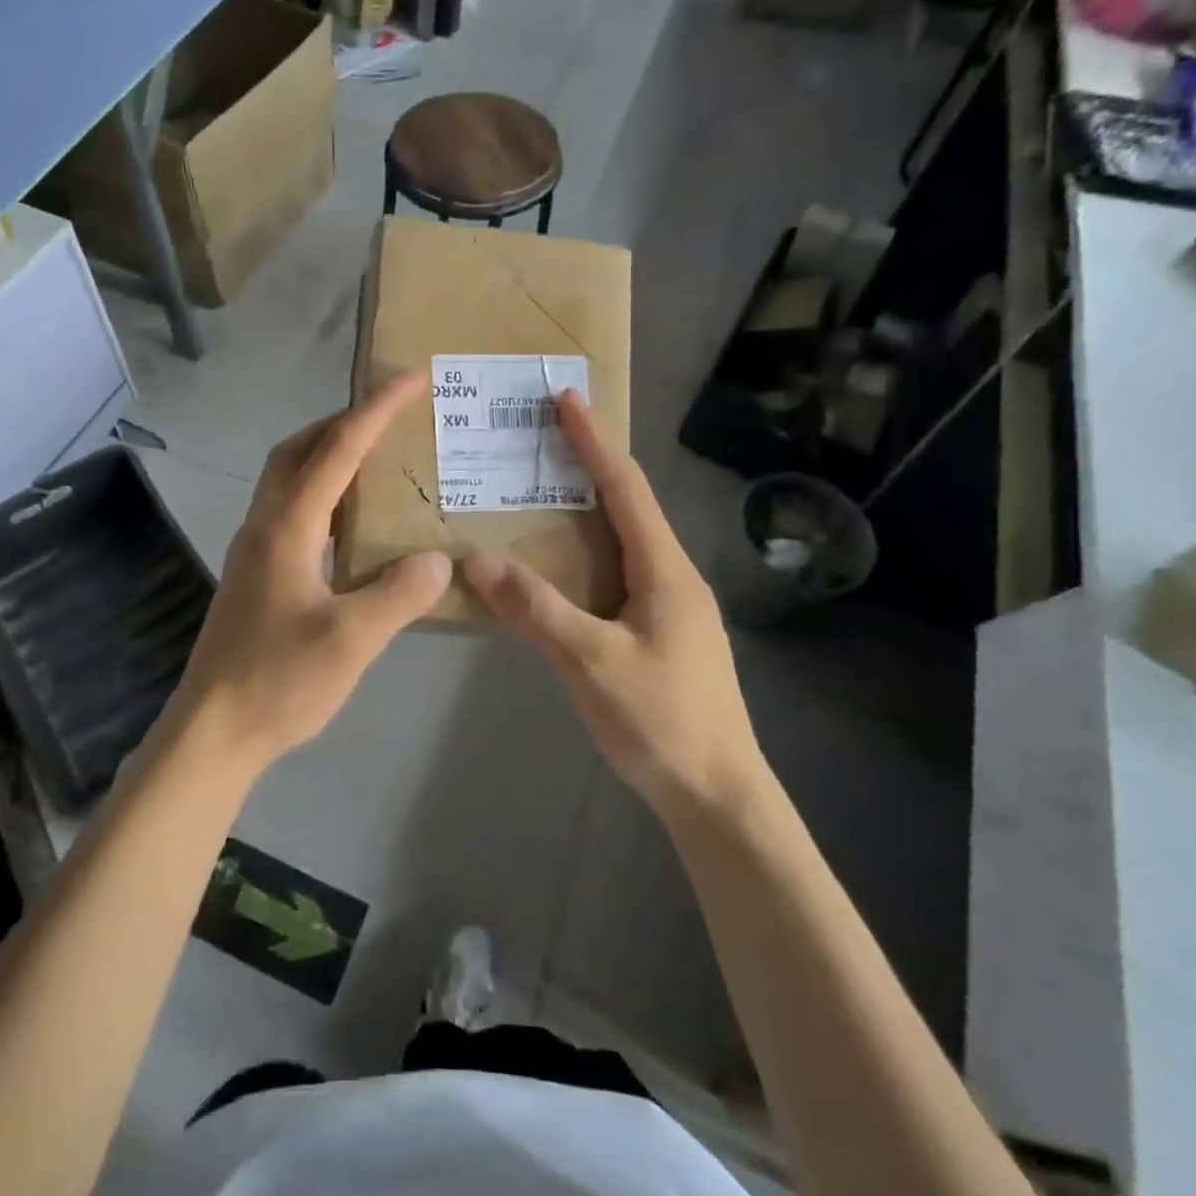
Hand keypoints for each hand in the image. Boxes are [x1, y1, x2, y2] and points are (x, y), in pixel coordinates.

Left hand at [171, 373, 451, 768]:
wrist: (213, 731)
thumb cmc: (278, 681)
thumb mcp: (351, 640)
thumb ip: (398, 593)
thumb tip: (437, 559)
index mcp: (286, 527)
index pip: (337, 450)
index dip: (376, 410)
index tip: (412, 379)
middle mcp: (264, 526)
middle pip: (299, 451)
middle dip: (343, 422)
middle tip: (389, 417)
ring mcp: (254, 550)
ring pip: (290, 480)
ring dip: (329, 457)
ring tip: (376, 462)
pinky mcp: (255, 575)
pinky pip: (292, 513)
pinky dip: (323, 497)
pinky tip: (351, 525)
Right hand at [463, 392, 766, 819]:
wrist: (718, 796)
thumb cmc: (661, 722)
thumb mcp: (591, 663)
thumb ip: (536, 610)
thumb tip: (477, 560)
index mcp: (664, 570)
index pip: (626, 488)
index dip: (594, 441)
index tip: (566, 399)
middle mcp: (672, 576)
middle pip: (628, 505)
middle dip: (589, 465)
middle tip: (543, 439)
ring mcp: (670, 607)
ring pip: (623, 541)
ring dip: (587, 509)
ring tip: (542, 493)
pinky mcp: (661, 633)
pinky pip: (617, 573)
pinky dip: (585, 552)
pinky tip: (559, 567)